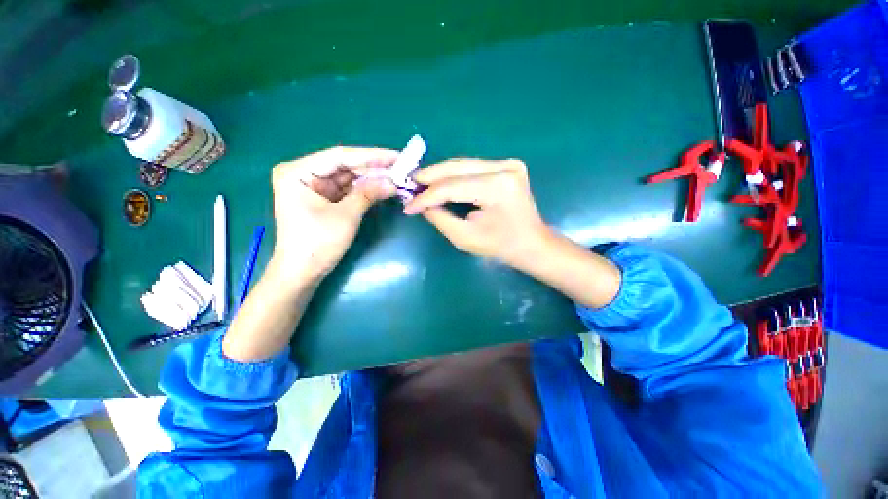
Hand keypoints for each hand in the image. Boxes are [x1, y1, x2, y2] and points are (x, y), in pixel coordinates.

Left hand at [270, 146, 397, 281]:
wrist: (302, 272)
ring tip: (396, 176)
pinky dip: (364, 189)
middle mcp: (304, 173)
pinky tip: (382, 186)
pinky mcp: (322, 198)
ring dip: (371, 178)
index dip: (371, 156)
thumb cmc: (317, 244)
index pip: (340, 156)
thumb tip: (393, 182)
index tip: (396, 156)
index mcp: (298, 171)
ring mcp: (313, 186)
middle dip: (373, 168)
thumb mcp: (346, 216)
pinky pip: (347, 189)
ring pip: (348, 177)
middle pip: (345, 165)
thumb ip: (368, 194)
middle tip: (400, 167)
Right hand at [403, 158, 552, 270]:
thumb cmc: (501, 247)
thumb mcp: (465, 238)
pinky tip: (439, 181)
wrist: (532, 243)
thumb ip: (439, 218)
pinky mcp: (507, 165)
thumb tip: (419, 204)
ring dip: (439, 174)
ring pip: (463, 164)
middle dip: (429, 176)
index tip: (408, 205)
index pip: (452, 187)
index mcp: (498, 187)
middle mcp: (505, 167)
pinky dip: (454, 175)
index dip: (427, 196)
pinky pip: (472, 168)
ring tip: (419, 182)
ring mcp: (508, 163)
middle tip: (408, 184)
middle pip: (457, 167)